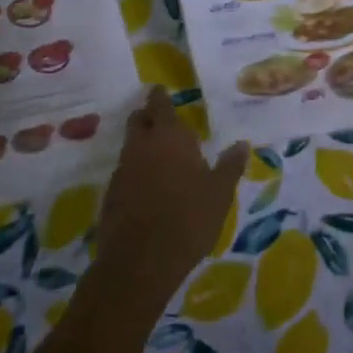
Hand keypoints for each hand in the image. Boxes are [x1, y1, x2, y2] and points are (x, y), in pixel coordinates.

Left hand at [93, 87, 247, 310]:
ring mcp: (122, 170)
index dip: (161, 96)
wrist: (140, 263)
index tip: (162, 90)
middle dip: (148, 115)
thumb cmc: (188, 219)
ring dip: (142, 144)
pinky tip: (150, 186)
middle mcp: (142, 146)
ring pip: (130, 146)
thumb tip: (241, 143)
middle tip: (162, 119)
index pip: (160, 105)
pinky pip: (126, 171)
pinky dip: (137, 170)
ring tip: (161, 154)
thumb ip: (230, 165)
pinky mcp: (111, 195)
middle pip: (139, 120)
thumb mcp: (219, 193)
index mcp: (169, 137)